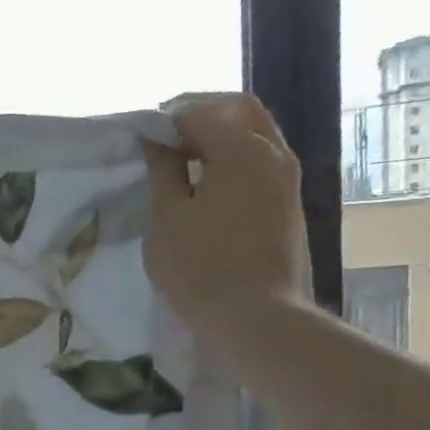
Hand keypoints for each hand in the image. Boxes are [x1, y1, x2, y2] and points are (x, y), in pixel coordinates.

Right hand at [142, 93, 311, 363]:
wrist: (256, 317)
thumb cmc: (200, 266)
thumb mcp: (167, 217)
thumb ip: (163, 171)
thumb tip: (157, 141)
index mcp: (242, 149)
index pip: (201, 113)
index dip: (167, 119)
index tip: (141, 138)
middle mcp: (273, 154)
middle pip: (240, 111)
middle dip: (202, 115)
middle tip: (166, 138)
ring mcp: (287, 181)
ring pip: (255, 137)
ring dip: (220, 139)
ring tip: (181, 164)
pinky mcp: (288, 206)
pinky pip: (260, 164)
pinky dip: (233, 162)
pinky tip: (205, 187)